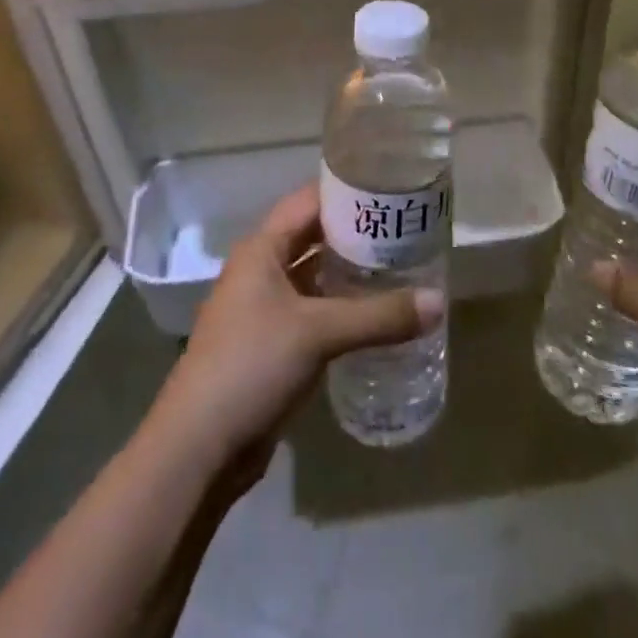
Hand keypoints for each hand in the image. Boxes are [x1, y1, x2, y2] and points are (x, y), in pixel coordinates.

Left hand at [148, 187, 442, 475]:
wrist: (198, 449)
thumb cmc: (251, 365)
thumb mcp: (319, 332)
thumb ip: (380, 316)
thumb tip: (439, 302)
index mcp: (262, 249)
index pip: (310, 201)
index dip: (348, 191)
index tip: (391, 188)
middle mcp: (260, 270)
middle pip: (313, 236)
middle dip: (355, 232)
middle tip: (405, 228)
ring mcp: (263, 309)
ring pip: (314, 275)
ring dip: (349, 271)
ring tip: (399, 264)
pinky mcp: (270, 344)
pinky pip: (313, 310)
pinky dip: (341, 307)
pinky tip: (375, 313)